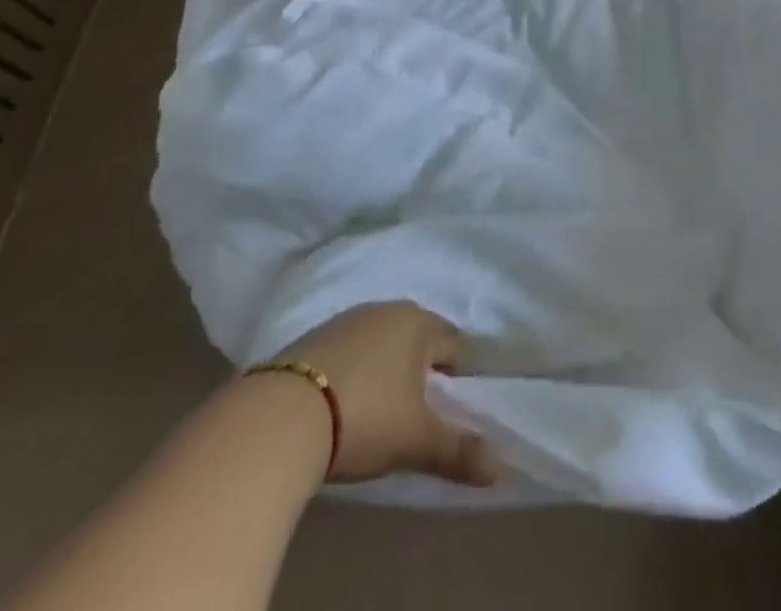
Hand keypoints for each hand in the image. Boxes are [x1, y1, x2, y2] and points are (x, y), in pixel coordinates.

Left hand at [276, 302, 497, 487]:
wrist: (280, 417)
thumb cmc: (365, 417)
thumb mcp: (415, 441)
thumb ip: (458, 451)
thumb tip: (501, 470)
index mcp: (419, 323)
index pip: (453, 344)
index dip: (454, 378)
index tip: (443, 410)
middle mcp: (387, 310)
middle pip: (416, 338)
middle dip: (419, 369)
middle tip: (412, 412)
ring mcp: (346, 320)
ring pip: (380, 341)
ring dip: (384, 367)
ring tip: (375, 410)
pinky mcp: (311, 338)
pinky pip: (346, 350)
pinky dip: (351, 370)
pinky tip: (339, 403)